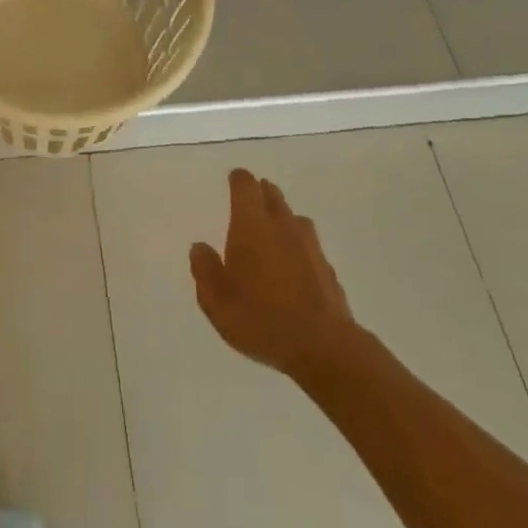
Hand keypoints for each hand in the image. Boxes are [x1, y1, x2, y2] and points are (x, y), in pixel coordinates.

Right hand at [190, 169, 362, 381]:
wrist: (323, 347)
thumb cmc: (261, 319)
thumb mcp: (217, 302)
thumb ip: (205, 271)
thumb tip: (199, 248)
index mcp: (251, 225)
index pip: (245, 185)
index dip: (238, 180)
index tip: (232, 181)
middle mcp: (282, 225)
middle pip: (272, 195)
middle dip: (261, 194)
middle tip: (249, 205)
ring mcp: (310, 245)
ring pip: (294, 218)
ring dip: (282, 219)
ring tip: (272, 235)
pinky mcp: (327, 267)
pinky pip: (309, 246)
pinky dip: (299, 248)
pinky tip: (294, 268)